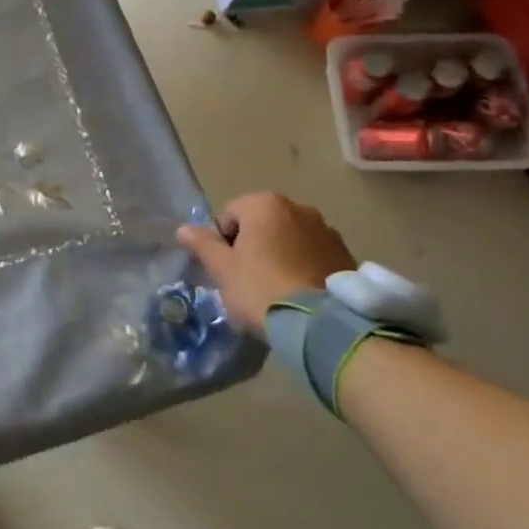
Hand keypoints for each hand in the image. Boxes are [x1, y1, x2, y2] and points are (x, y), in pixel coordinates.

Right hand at [176, 192, 356, 330]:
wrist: (319, 323)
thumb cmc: (260, 288)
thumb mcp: (222, 269)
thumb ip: (203, 244)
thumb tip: (183, 228)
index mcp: (264, 204)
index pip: (230, 214)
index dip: (223, 242)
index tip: (227, 269)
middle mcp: (298, 207)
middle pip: (262, 223)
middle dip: (254, 245)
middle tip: (249, 279)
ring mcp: (326, 230)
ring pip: (290, 237)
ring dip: (281, 253)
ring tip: (277, 288)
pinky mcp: (345, 253)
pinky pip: (313, 253)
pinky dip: (304, 265)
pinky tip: (300, 291)